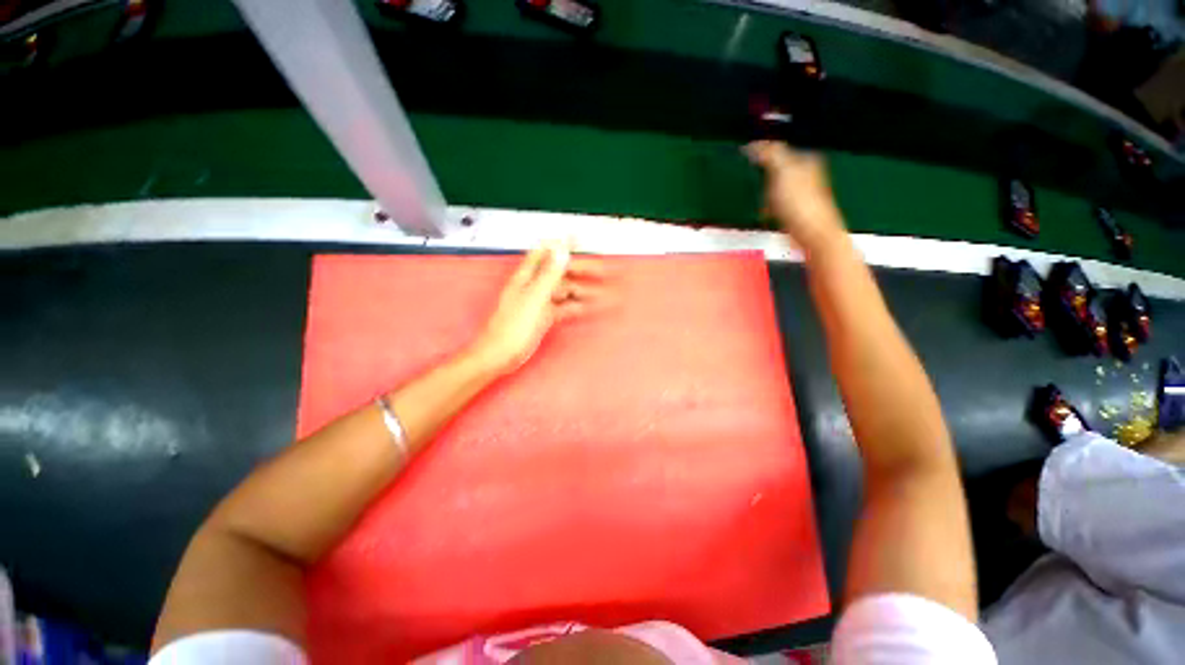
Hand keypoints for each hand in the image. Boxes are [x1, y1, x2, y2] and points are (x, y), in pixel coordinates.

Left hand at [470, 240, 607, 375]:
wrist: (501, 355)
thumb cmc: (513, 327)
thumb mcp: (533, 298)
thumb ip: (548, 274)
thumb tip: (561, 249)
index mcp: (527, 277)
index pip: (546, 252)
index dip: (563, 245)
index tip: (581, 239)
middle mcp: (534, 286)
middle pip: (561, 272)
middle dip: (582, 270)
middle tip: (604, 271)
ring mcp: (540, 302)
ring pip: (566, 291)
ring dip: (584, 291)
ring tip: (603, 293)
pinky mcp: (544, 317)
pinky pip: (564, 307)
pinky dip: (577, 306)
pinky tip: (589, 308)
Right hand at [745, 140, 845, 254]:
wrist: (812, 234)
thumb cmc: (801, 204)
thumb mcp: (782, 172)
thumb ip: (770, 155)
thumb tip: (754, 145)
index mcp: (805, 159)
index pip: (777, 147)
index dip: (760, 153)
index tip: (746, 159)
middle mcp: (805, 172)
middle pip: (774, 167)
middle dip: (761, 176)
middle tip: (755, 182)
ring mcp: (800, 192)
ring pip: (772, 186)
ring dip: (763, 195)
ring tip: (762, 202)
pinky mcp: (794, 209)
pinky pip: (773, 203)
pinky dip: (767, 208)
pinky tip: (766, 213)